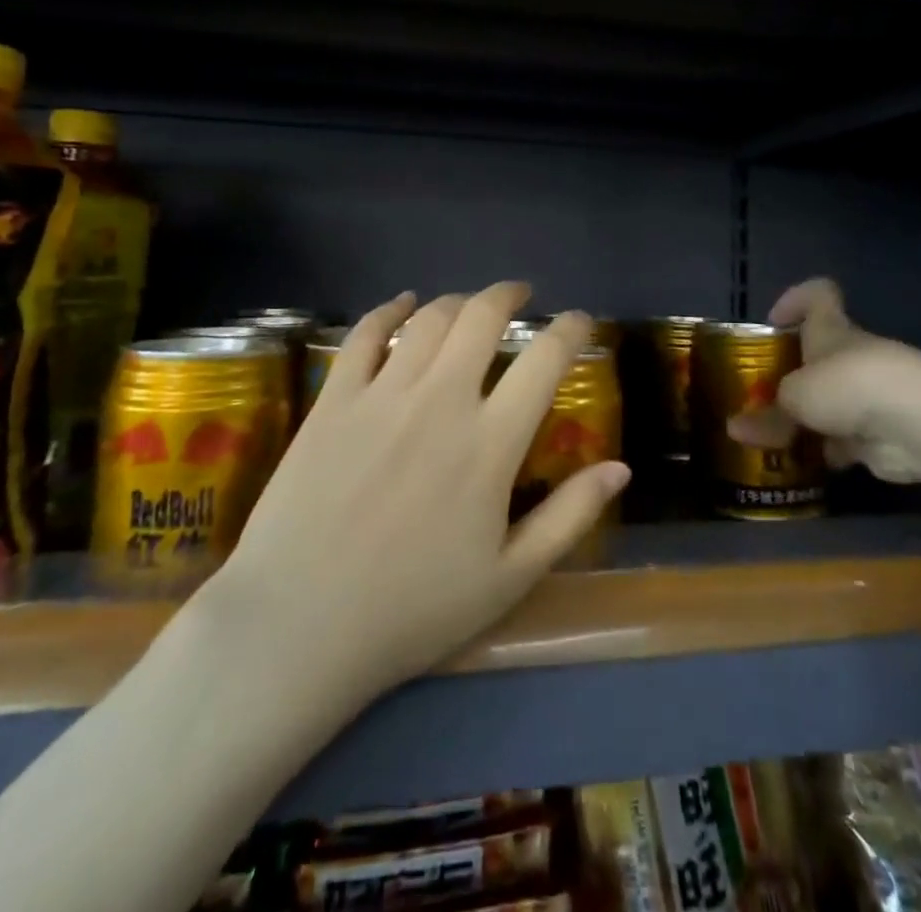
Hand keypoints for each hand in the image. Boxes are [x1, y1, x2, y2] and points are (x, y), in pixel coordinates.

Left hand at [200, 283, 629, 702]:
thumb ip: (570, 517)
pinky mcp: (333, 400)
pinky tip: (401, 304)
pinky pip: (364, 335)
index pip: (544, 360)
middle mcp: (440, 400)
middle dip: (508, 295)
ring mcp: (382, 394)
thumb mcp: (509, 578)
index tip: (581, 322)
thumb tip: (621, 468)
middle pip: (482, 317)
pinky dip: (387, 310)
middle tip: (520, 295)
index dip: (571, 329)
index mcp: (490, 443)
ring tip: (469, 305)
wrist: (299, 625)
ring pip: (428, 318)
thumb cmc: (413, 610)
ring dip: (457, 301)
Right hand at [734, 278, 920, 483]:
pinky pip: (845, 438)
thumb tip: (733, 429)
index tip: (773, 321)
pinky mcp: (883, 432)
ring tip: (771, 438)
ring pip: (831, 402)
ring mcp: (871, 394)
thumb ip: (766, 415)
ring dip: (807, 419)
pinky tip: (802, 465)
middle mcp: (851, 356)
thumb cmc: (847, 386)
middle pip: (818, 356)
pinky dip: (826, 450)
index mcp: (831, 330)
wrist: (920, 424)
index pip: (819, 295)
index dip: (796, 300)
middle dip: (791, 378)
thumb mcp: (793, 397)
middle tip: (759, 398)